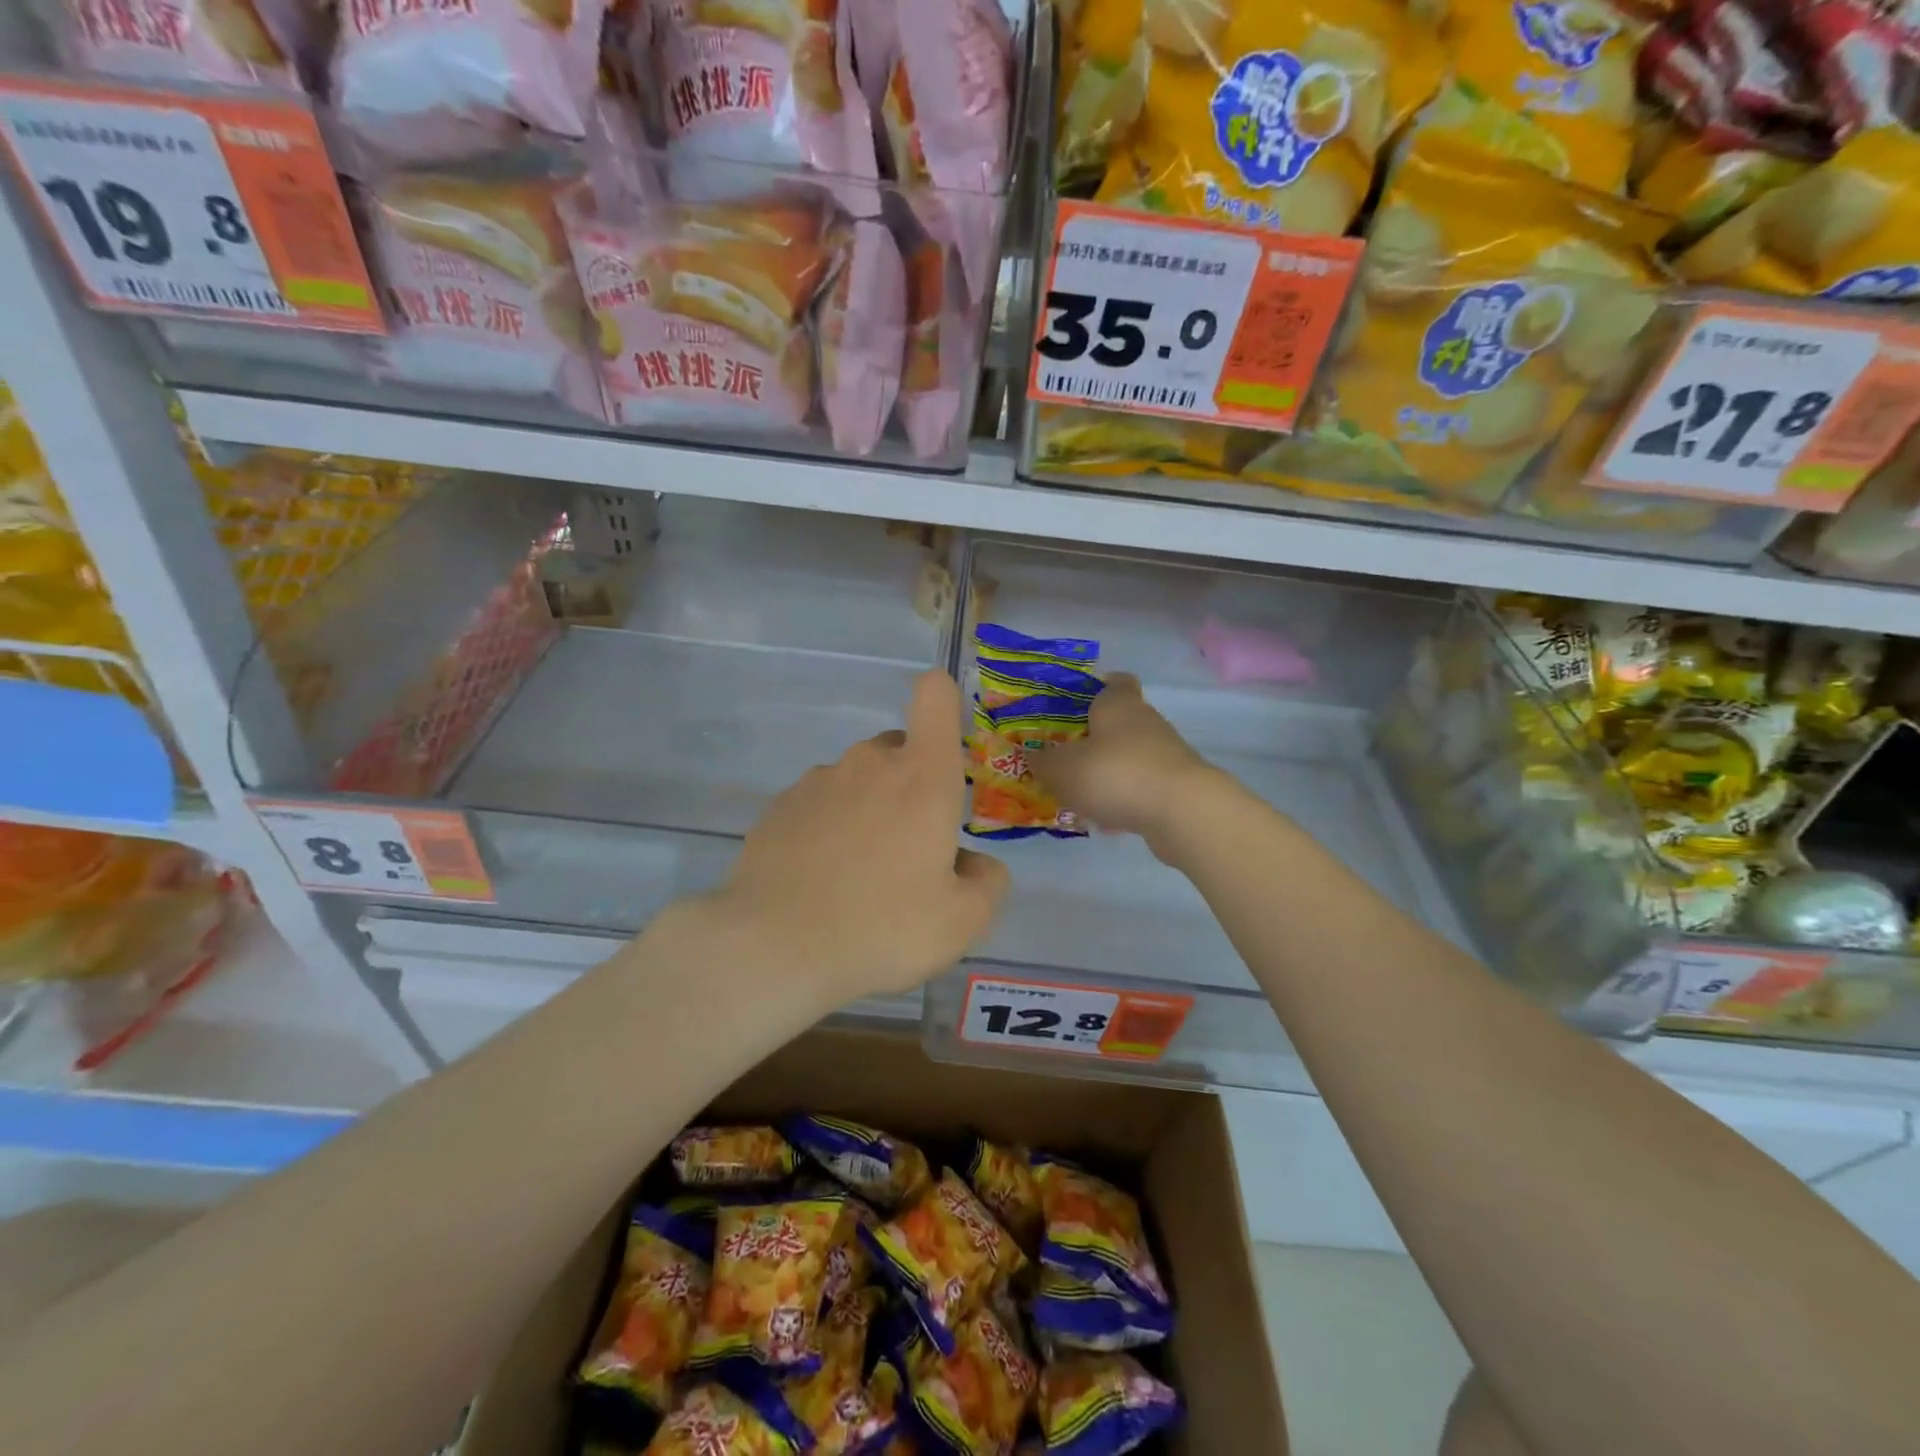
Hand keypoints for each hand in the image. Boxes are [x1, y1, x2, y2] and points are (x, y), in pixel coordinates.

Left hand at [714, 669, 1008, 1006]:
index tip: (946, 740)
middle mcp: (869, 763)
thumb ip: (987, 883)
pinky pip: (820, 805)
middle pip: (900, 750)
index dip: (944, 701)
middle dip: (912, 786)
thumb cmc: (883, 926)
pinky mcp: (779, 806)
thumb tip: (975, 864)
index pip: (935, 697)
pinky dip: (828, 829)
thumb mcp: (962, 922)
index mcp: (922, 776)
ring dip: (868, 811)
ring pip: (858, 780)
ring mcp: (818, 781)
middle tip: (910, 851)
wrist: (773, 945)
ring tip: (860, 877)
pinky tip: (821, 880)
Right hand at [1030, 673, 1221, 852]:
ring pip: (1129, 756)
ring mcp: (1165, 754)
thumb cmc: (1114, 773)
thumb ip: (1043, 762)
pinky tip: (1105, 820)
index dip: (1095, 688)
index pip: (1113, 681)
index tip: (1074, 705)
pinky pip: (1141, 786)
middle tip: (1063, 756)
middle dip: (1093, 739)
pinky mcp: (1176, 786)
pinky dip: (1124, 799)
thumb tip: (1031, 754)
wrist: (1181, 811)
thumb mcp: (1062, 769)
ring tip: (1078, 795)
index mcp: (1118, 704)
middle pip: (1118, 722)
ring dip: (1107, 772)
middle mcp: (1145, 721)